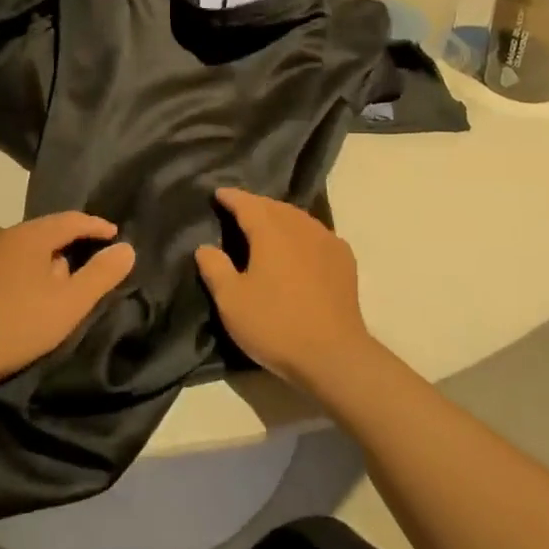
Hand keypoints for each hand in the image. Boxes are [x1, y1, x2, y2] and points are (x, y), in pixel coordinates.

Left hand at [0, 213, 134, 393]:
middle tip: (83, 272)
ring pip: (18, 248)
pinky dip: (14, 272)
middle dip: (66, 247)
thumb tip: (126, 248)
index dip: (96, 226)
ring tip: (48, 288)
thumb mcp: (69, 305)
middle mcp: (0, 234)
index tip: (114, 235)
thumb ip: (101, 274)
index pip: (71, 220)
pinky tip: (13, 297)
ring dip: (38, 261)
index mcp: (29, 235)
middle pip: (44, 233)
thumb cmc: (15, 327)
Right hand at [194, 189, 374, 393]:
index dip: (231, 197)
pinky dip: (302, 232)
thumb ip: (215, 268)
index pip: (247, 203)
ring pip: (298, 218)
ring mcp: (327, 241)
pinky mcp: (344, 260)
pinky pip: (317, 234)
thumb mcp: (231, 301)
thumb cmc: (275, 324)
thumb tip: (204, 247)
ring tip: (267, 226)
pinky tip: (299, 246)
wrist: (333, 355)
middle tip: (239, 210)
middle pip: (274, 206)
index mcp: (270, 231)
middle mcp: (300, 227)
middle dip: (255, 205)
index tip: (218, 193)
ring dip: (280, 217)